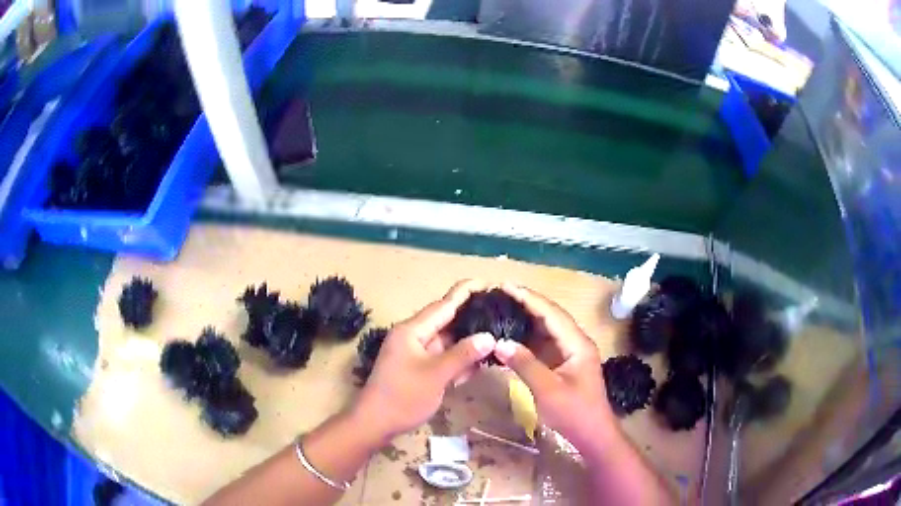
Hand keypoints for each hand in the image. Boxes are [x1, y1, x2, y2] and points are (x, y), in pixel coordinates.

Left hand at [354, 280, 495, 441]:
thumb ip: (463, 355)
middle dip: (473, 318)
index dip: (467, 292)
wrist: (376, 423)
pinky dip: (460, 360)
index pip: (444, 304)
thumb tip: (489, 336)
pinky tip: (481, 363)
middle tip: (502, 313)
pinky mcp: (420, 368)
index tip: (489, 283)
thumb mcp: (435, 375)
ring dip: (470, 343)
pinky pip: (444, 358)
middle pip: (448, 321)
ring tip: (499, 337)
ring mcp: (417, 353)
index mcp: (413, 330)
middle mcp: (415, 336)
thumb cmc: (403, 397)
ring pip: (449, 341)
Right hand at [494, 284, 615, 450]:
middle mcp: (576, 342)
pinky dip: (529, 338)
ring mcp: (571, 353)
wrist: (593, 435)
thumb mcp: (547, 390)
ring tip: (503, 308)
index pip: (551, 313)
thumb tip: (500, 342)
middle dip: (527, 303)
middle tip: (501, 294)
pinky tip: (513, 335)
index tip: (506, 286)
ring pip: (548, 329)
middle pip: (551, 316)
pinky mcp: (565, 365)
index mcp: (577, 343)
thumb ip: (525, 364)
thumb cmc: (574, 413)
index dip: (529, 298)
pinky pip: (545, 344)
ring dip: (527, 319)